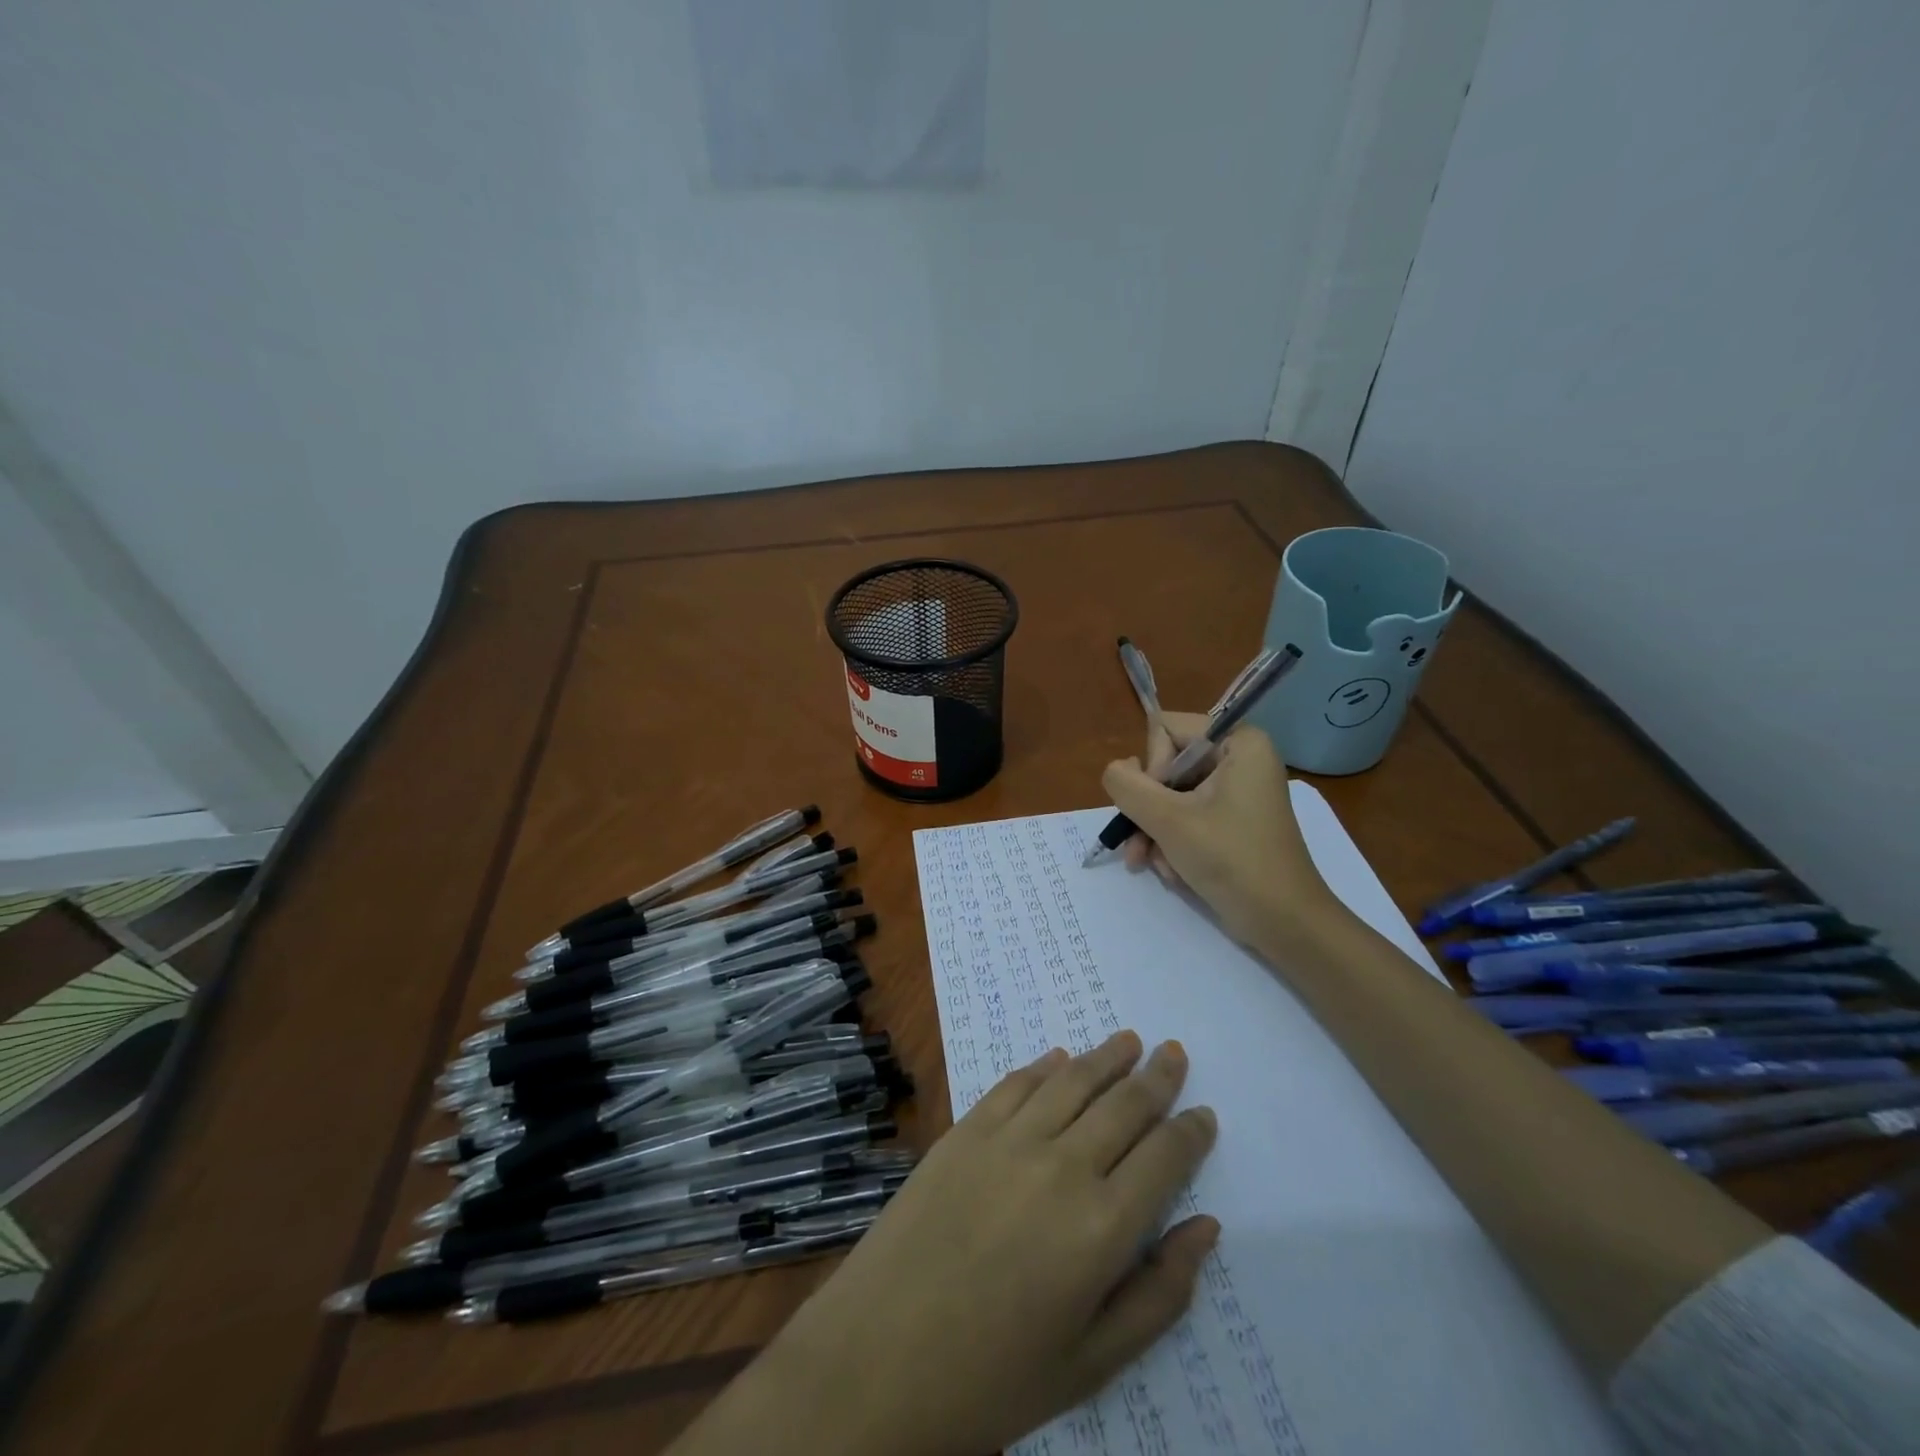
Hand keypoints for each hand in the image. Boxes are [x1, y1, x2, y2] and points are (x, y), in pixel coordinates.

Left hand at [697, 1032, 1217, 1455]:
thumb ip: (1158, 1295)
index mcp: (1102, 1228)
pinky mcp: (965, 1129)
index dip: (1190, 1131)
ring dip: (1106, 1056)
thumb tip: (1206, 1229)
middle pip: (1124, 1104)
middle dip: (1157, 1077)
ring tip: (1129, 1039)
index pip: (1165, 1158)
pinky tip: (1059, 1058)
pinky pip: (1016, 1083)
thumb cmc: (993, 1376)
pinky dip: (1044, 1066)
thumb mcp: (1091, 1362)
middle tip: (1174, 1053)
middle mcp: (1062, 1166)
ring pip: (1072, 1080)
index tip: (1204, 1114)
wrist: (878, 1357)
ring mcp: (1008, 1139)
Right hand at [1101, 712, 1342, 952]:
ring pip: (1170, 795)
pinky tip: (1172, 872)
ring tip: (1152, 865)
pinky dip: (1173, 842)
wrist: (1284, 923)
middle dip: (1149, 810)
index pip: (1166, 730)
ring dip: (1154, 831)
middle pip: (1165, 765)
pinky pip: (1187, 816)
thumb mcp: (1169, 820)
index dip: (1152, 767)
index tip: (1160, 806)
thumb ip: (1128, 786)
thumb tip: (1115, 770)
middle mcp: (1239, 758)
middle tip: (1141, 846)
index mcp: (1238, 742)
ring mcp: (1236, 791)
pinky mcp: (1232, 820)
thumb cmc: (1232, 861)